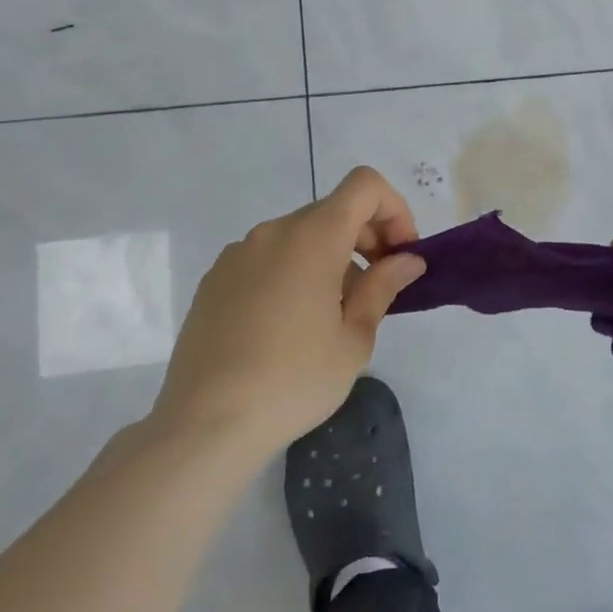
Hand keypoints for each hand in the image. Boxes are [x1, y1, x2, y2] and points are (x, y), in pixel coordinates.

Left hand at [150, 167, 425, 458]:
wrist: (204, 426)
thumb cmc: (293, 380)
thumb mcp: (354, 338)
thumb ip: (383, 287)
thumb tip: (407, 260)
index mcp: (313, 237)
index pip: (364, 186)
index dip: (394, 209)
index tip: (400, 255)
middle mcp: (273, 232)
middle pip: (333, 210)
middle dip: (366, 238)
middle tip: (377, 288)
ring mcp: (238, 254)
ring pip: (300, 236)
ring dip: (330, 258)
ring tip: (333, 314)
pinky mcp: (215, 280)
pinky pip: (268, 258)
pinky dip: (294, 272)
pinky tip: (290, 325)